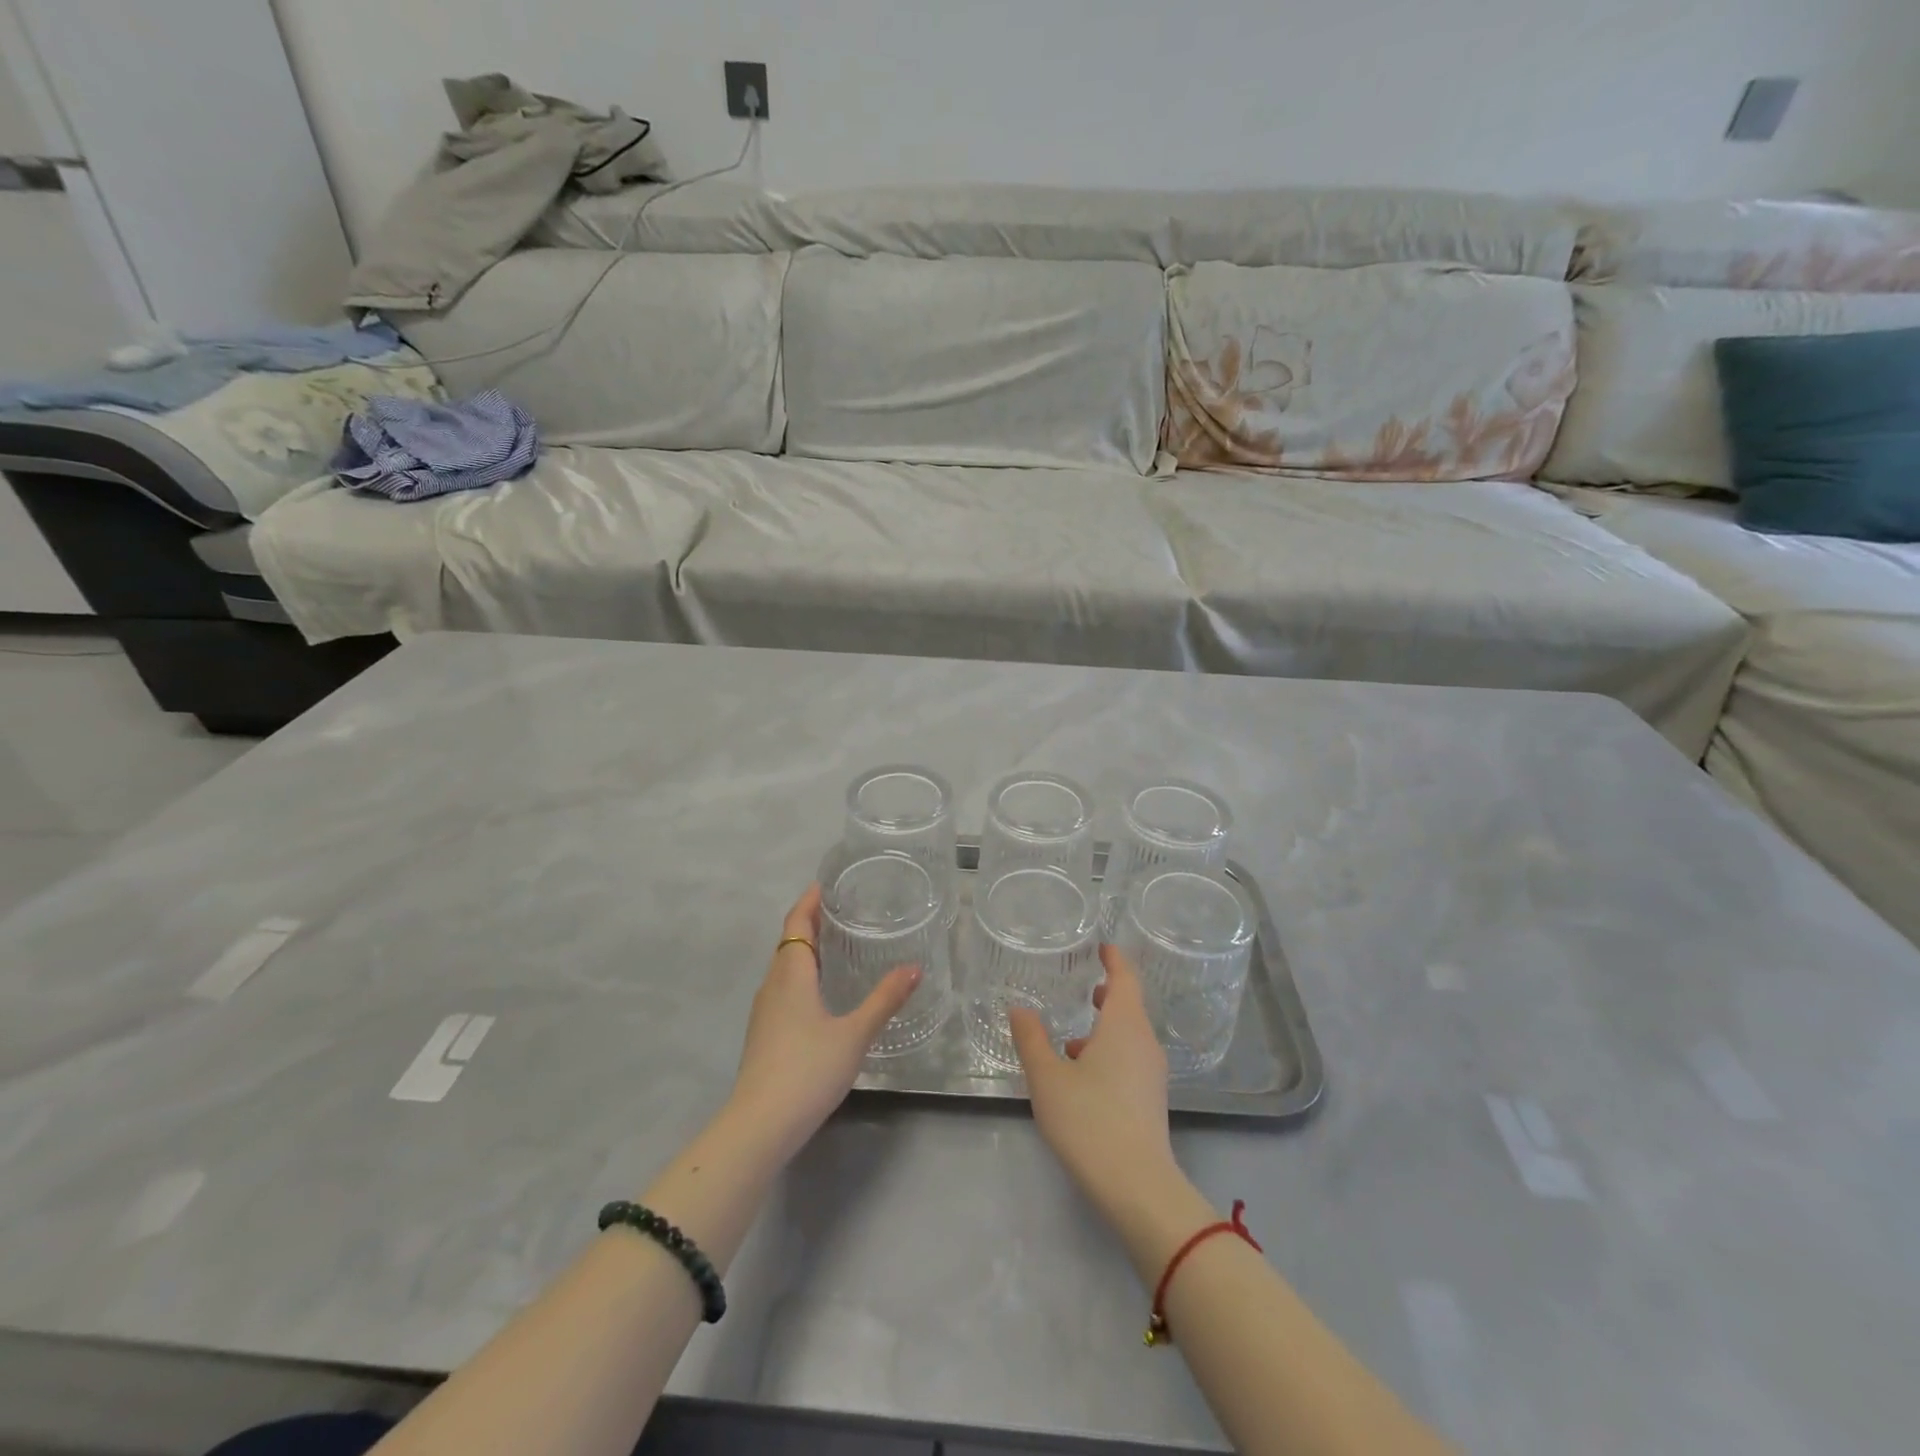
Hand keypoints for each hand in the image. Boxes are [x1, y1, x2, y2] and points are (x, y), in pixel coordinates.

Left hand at [726, 884, 920, 1160]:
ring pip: (786, 967)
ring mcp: (765, 1011)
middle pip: (790, 942)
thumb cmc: (807, 1070)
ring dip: (808, 950)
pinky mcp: (765, 1034)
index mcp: (791, 974)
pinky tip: (824, 992)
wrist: (759, 1126)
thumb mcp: (854, 1034)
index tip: (828, 883)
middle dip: (812, 922)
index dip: (809, 900)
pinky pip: (785, 988)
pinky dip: (804, 975)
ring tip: (840, 944)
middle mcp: (773, 985)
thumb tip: (915, 968)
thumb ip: (884, 1000)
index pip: (796, 923)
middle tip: (845, 910)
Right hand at [1011, 945, 1178, 1218]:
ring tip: (1072, 1036)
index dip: (1114, 959)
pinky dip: (1108, 1053)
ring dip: (1104, 1028)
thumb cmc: (1089, 1119)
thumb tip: (1019, 1008)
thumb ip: (1031, 1039)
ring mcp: (1151, 1073)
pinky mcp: (1150, 1100)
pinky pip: (1129, 1059)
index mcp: (1124, 1025)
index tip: (1102, 946)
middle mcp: (1143, 1042)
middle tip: (1084, 985)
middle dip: (1108, 993)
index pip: (1125, 978)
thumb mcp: (1048, 1077)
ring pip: (1128, 1036)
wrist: (1137, 1187)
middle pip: (1129, 1006)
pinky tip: (1081, 1075)